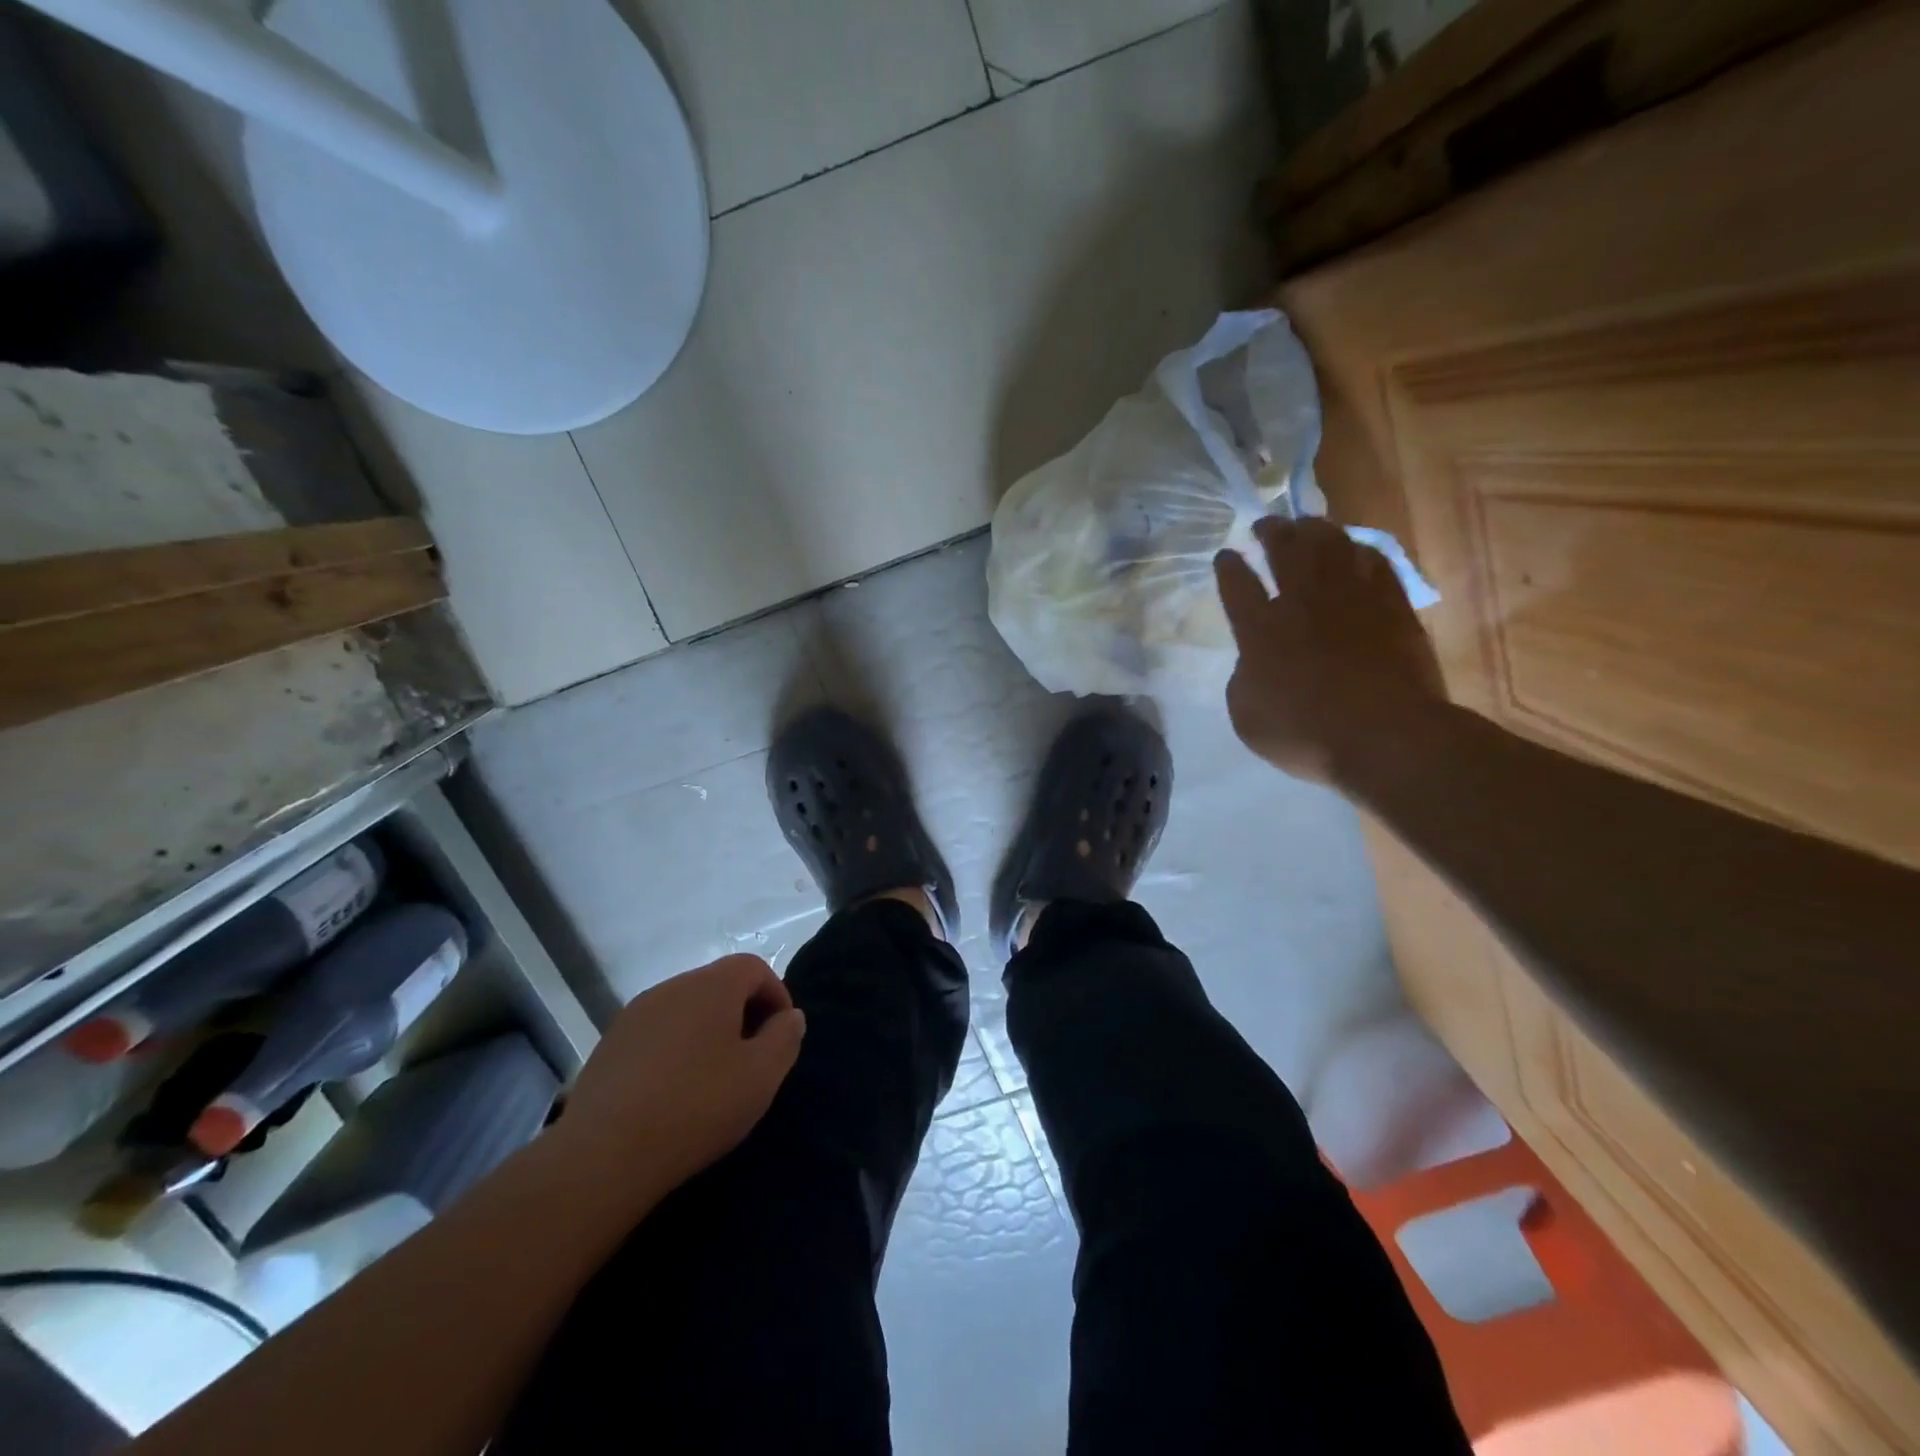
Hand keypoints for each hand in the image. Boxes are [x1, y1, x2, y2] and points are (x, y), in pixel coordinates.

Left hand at [559, 955, 805, 1197]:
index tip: (781, 1035)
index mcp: (711, 985)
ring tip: (713, 1078)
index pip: (754, 967)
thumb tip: (790, 1016)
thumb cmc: (696, 1106)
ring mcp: (634, 1015)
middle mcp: (672, 987)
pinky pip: (656, 1033)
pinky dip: (674, 1050)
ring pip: (685, 1009)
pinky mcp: (608, 1045)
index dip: (776, 994)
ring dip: (707, 1032)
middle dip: (742, 1013)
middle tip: (752, 1058)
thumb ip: (784, 1038)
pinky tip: (673, 1092)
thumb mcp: (761, 1076)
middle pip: (718, 985)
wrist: (603, 1155)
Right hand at [1214, 517, 1444, 783]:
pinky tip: (1356, 550)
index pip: (1237, 586)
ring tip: (1307, 524)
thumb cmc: (1305, 734)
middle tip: (1264, 524)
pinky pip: (1375, 563)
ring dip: (1315, 530)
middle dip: (1271, 533)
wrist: (1384, 737)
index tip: (1225, 555)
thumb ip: (1242, 680)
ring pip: (1331, 546)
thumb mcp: (1246, 717)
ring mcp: (1351, 600)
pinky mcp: (1392, 606)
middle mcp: (1302, 603)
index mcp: (1260, 631)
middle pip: (1285, 551)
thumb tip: (1252, 662)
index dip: (1229, 567)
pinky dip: (1360, 551)